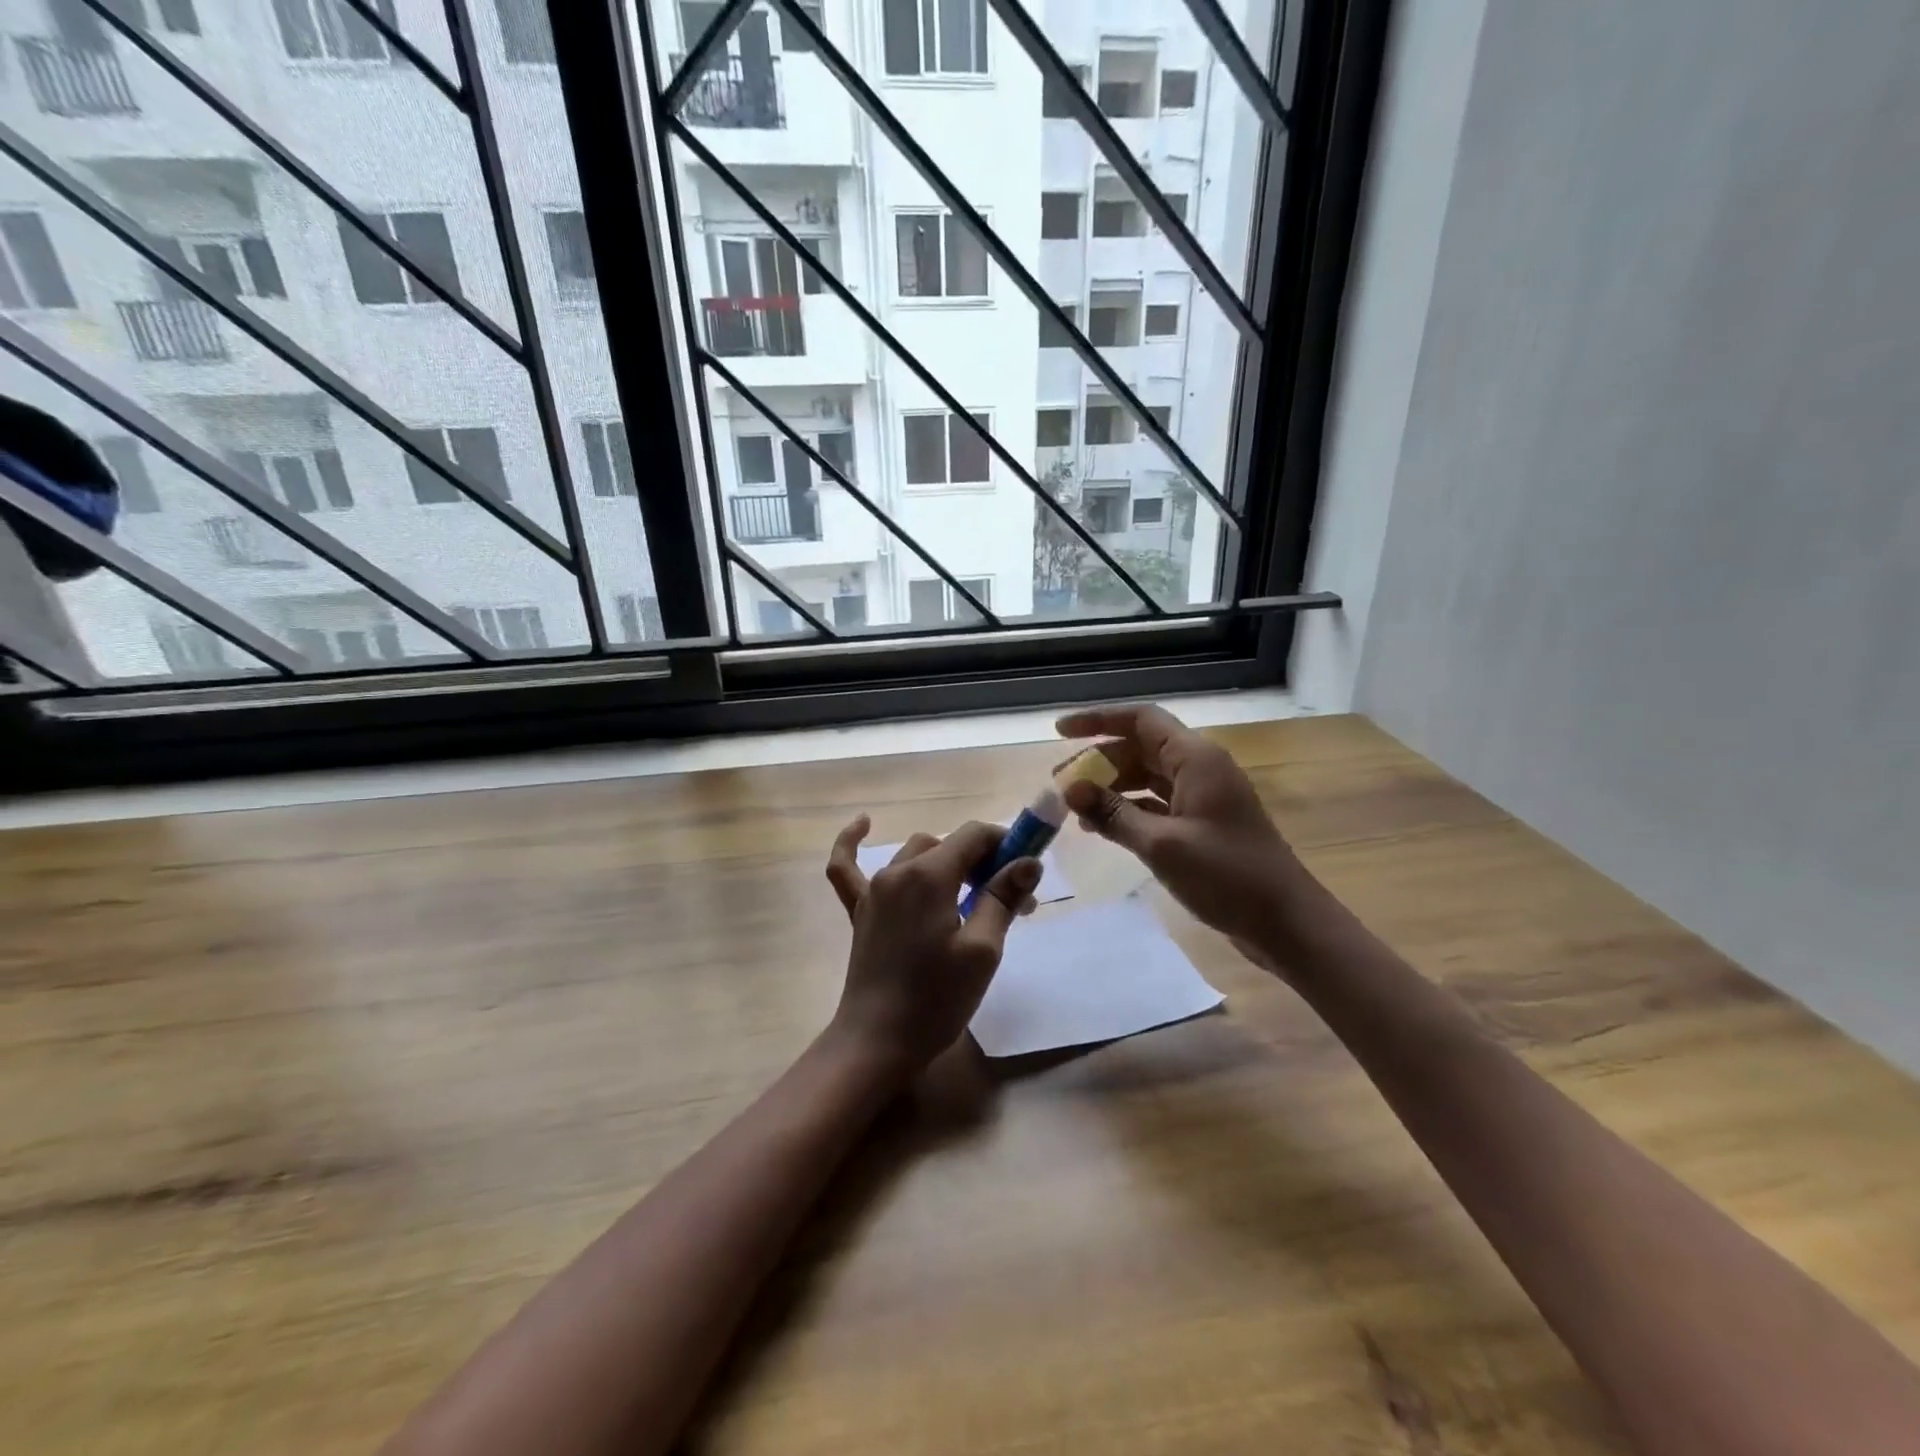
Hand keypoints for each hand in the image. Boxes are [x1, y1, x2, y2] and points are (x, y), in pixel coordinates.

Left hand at [823, 818, 1040, 1077]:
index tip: (1025, 872)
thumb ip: (1002, 898)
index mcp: (930, 875)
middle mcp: (898, 870)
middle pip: (948, 844)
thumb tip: (1028, 862)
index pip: (973, 835)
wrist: (877, 1042)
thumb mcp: (982, 950)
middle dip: (981, 861)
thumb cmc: (936, 998)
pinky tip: (864, 823)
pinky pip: (848, 867)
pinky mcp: (859, 910)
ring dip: (945, 863)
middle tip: (1007, 900)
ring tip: (969, 896)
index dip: (1004, 844)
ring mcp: (874, 889)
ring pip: (915, 853)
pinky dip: (853, 843)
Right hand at [1056, 704, 1299, 953]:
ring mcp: (1203, 797)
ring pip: (1147, 777)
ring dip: (1112, 788)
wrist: (1285, 922)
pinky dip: (1129, 810)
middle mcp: (1199, 768)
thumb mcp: (1161, 844)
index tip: (1060, 730)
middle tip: (1060, 784)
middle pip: (1140, 748)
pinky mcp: (1203, 825)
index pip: (1141, 720)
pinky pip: (1157, 804)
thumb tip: (1069, 789)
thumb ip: (1113, 813)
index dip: (1098, 719)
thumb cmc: (1227, 876)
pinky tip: (1103, 829)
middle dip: (1098, 761)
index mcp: (1196, 759)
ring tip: (1076, 810)